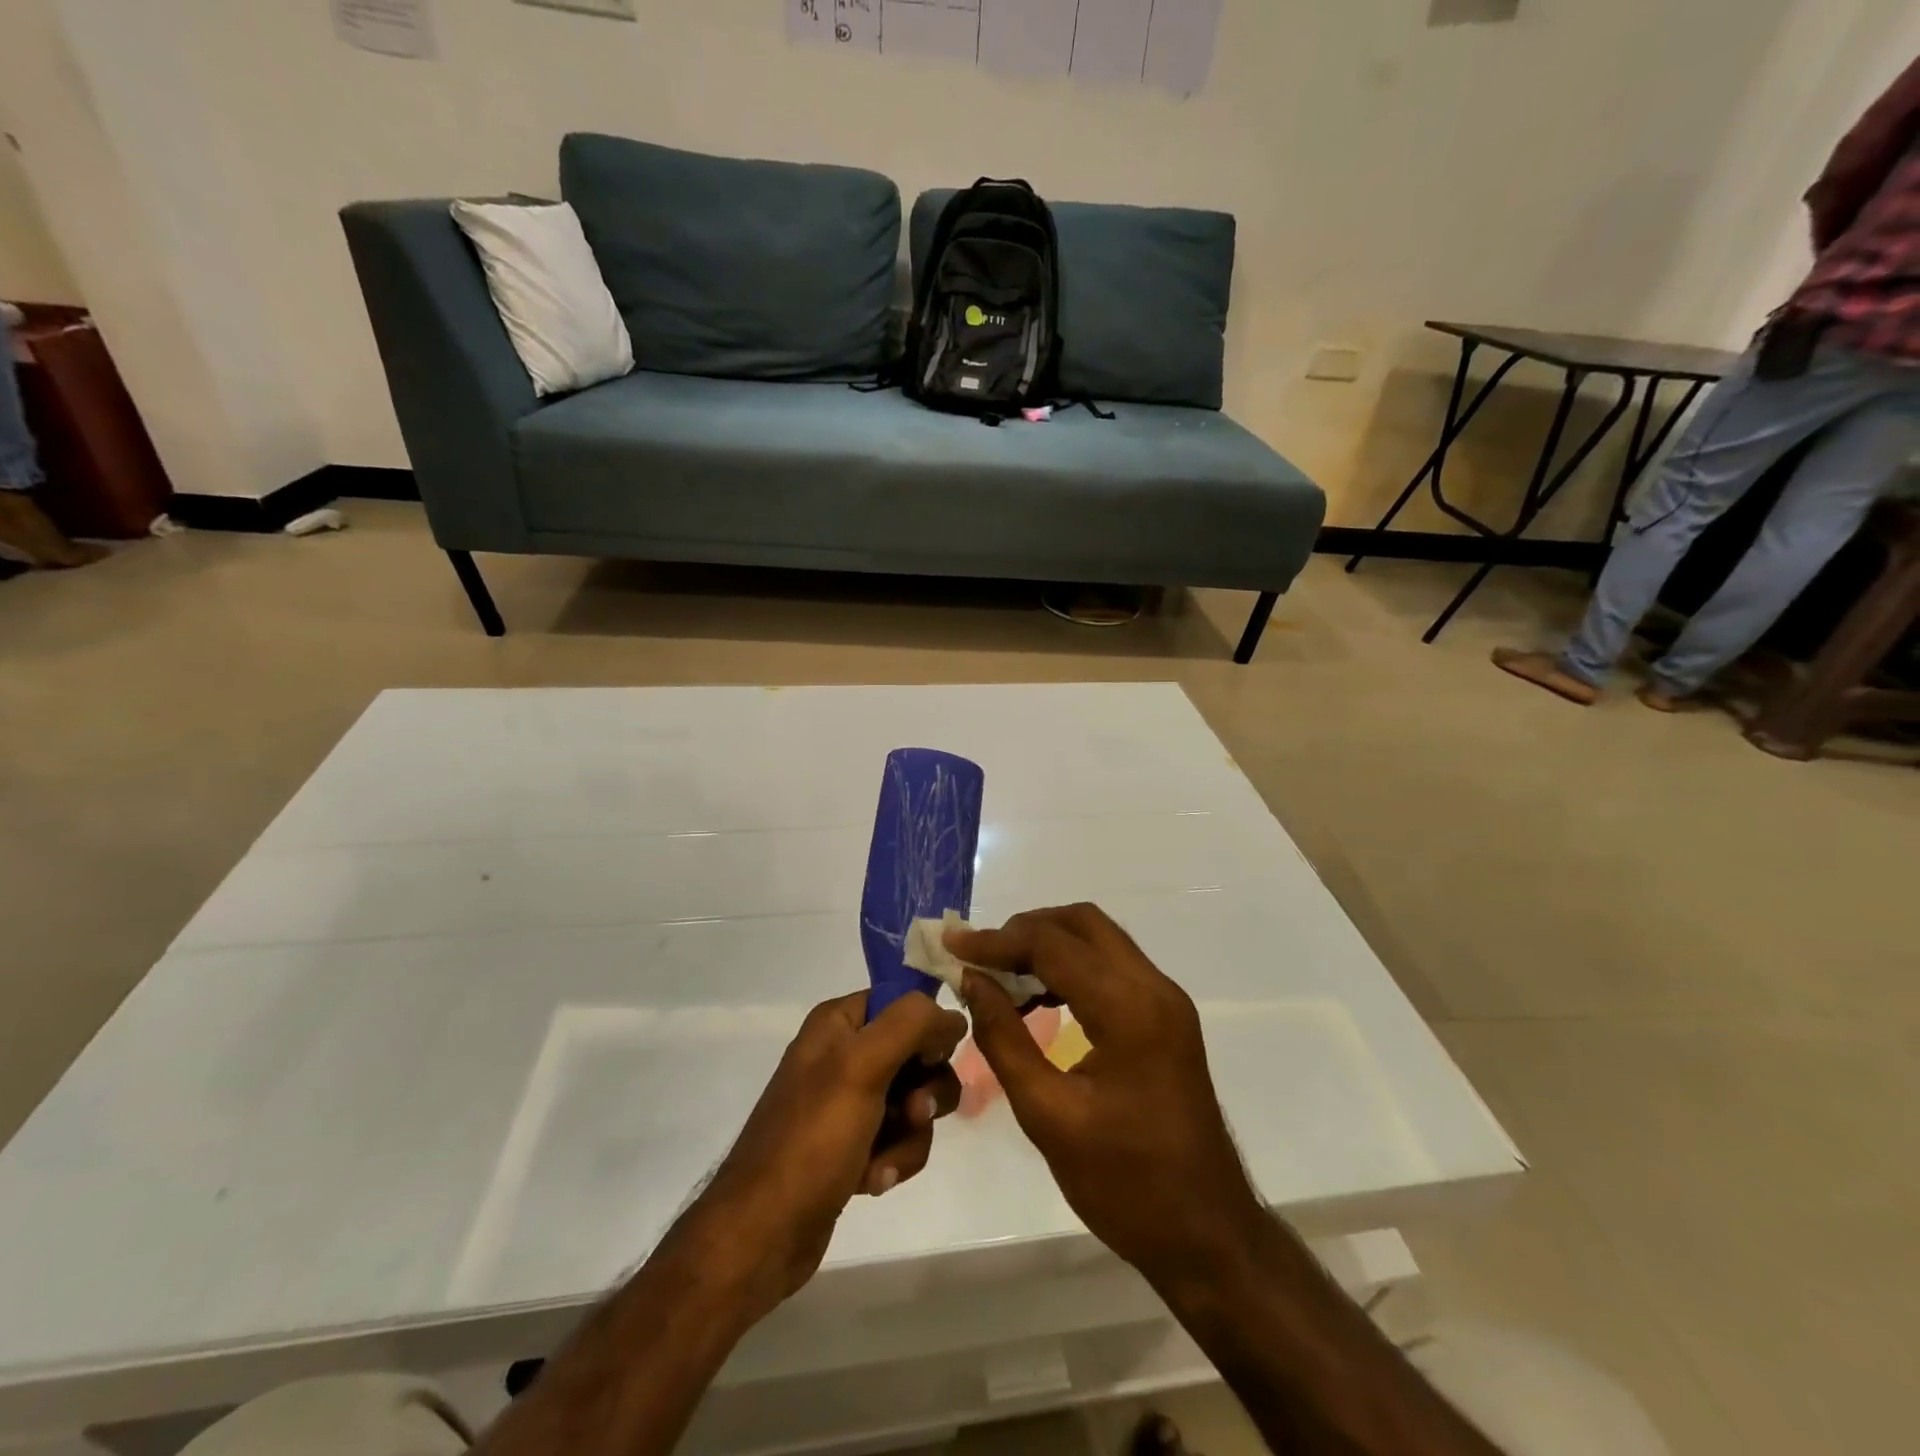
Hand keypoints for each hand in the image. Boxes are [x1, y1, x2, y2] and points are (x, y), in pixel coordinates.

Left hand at [684, 990, 965, 1321]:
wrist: (763, 1233)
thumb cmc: (812, 1139)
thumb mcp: (861, 1066)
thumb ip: (911, 1025)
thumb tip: (953, 1018)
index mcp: (838, 1023)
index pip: (903, 1002)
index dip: (926, 1029)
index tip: (931, 1059)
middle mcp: (844, 1054)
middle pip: (918, 1055)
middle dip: (924, 1092)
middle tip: (914, 1114)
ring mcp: (849, 1102)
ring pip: (915, 1103)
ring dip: (910, 1136)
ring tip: (882, 1163)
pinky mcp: (853, 1144)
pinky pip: (899, 1139)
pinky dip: (894, 1159)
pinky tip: (871, 1182)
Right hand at [948, 905, 1265, 1287]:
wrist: (1209, 1235)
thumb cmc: (1126, 1186)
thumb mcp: (1048, 1117)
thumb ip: (1004, 1040)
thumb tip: (972, 981)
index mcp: (1129, 1009)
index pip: (1052, 945)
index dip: (996, 941)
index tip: (951, 945)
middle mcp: (1153, 988)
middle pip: (1083, 923)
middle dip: (1026, 930)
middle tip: (980, 957)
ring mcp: (1166, 1000)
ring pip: (1099, 939)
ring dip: (1049, 944)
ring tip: (1001, 975)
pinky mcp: (1166, 1017)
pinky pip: (1112, 967)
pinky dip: (1071, 966)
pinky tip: (1039, 997)